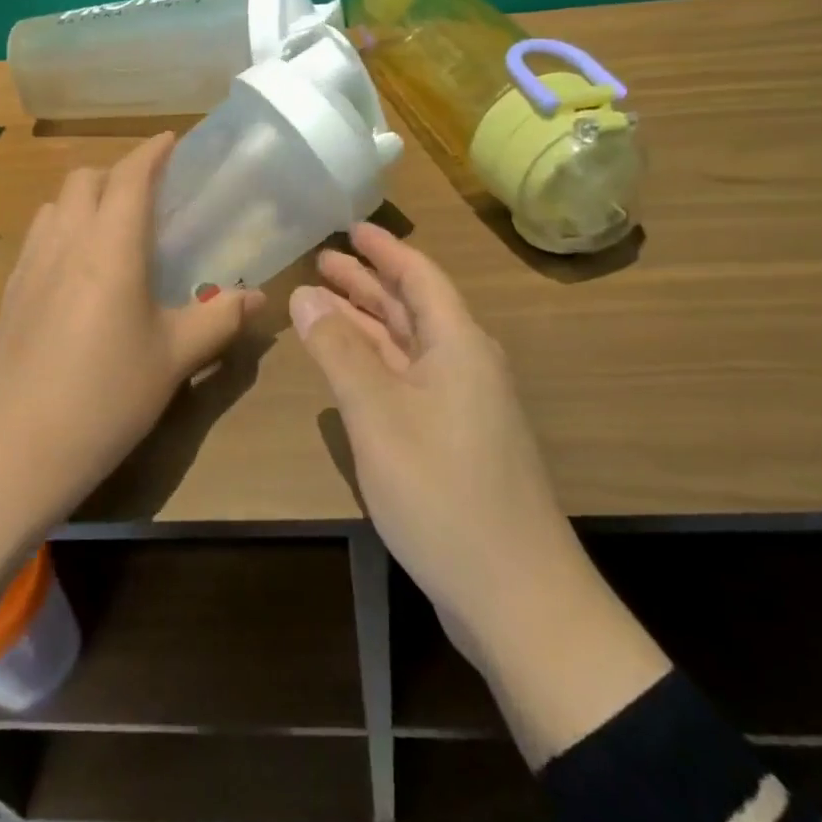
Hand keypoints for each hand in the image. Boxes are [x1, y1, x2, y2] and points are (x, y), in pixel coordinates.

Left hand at [0, 133, 260, 607]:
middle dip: (118, 174)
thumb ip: (219, 319)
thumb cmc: (106, 396)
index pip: (130, 176)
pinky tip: (79, 273)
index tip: (172, 141)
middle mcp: (66, 241)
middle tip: (150, 199)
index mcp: (110, 246)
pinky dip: (63, 231)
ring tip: (112, 232)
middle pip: (85, 178)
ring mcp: (30, 266)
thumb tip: (259, 298)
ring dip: (85, 200)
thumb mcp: (174, 358)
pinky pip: (39, 238)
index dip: (152, 152)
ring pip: (56, 205)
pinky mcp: (10, 293)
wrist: (14, 450)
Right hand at [292, 224, 667, 762]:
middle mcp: (465, 364)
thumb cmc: (442, 490)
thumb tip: (305, 293)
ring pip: (408, 346)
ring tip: (322, 301)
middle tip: (322, 260)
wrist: (516, 595)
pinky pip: (409, 380)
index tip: (351, 226)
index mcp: (458, 343)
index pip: (419, 276)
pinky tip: (349, 366)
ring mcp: (463, 405)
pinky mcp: (456, 440)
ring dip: (367, 322)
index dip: (384, 249)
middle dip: (367, 282)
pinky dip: (376, 363)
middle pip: (412, 307)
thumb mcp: (378, 413)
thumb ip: (339, 350)